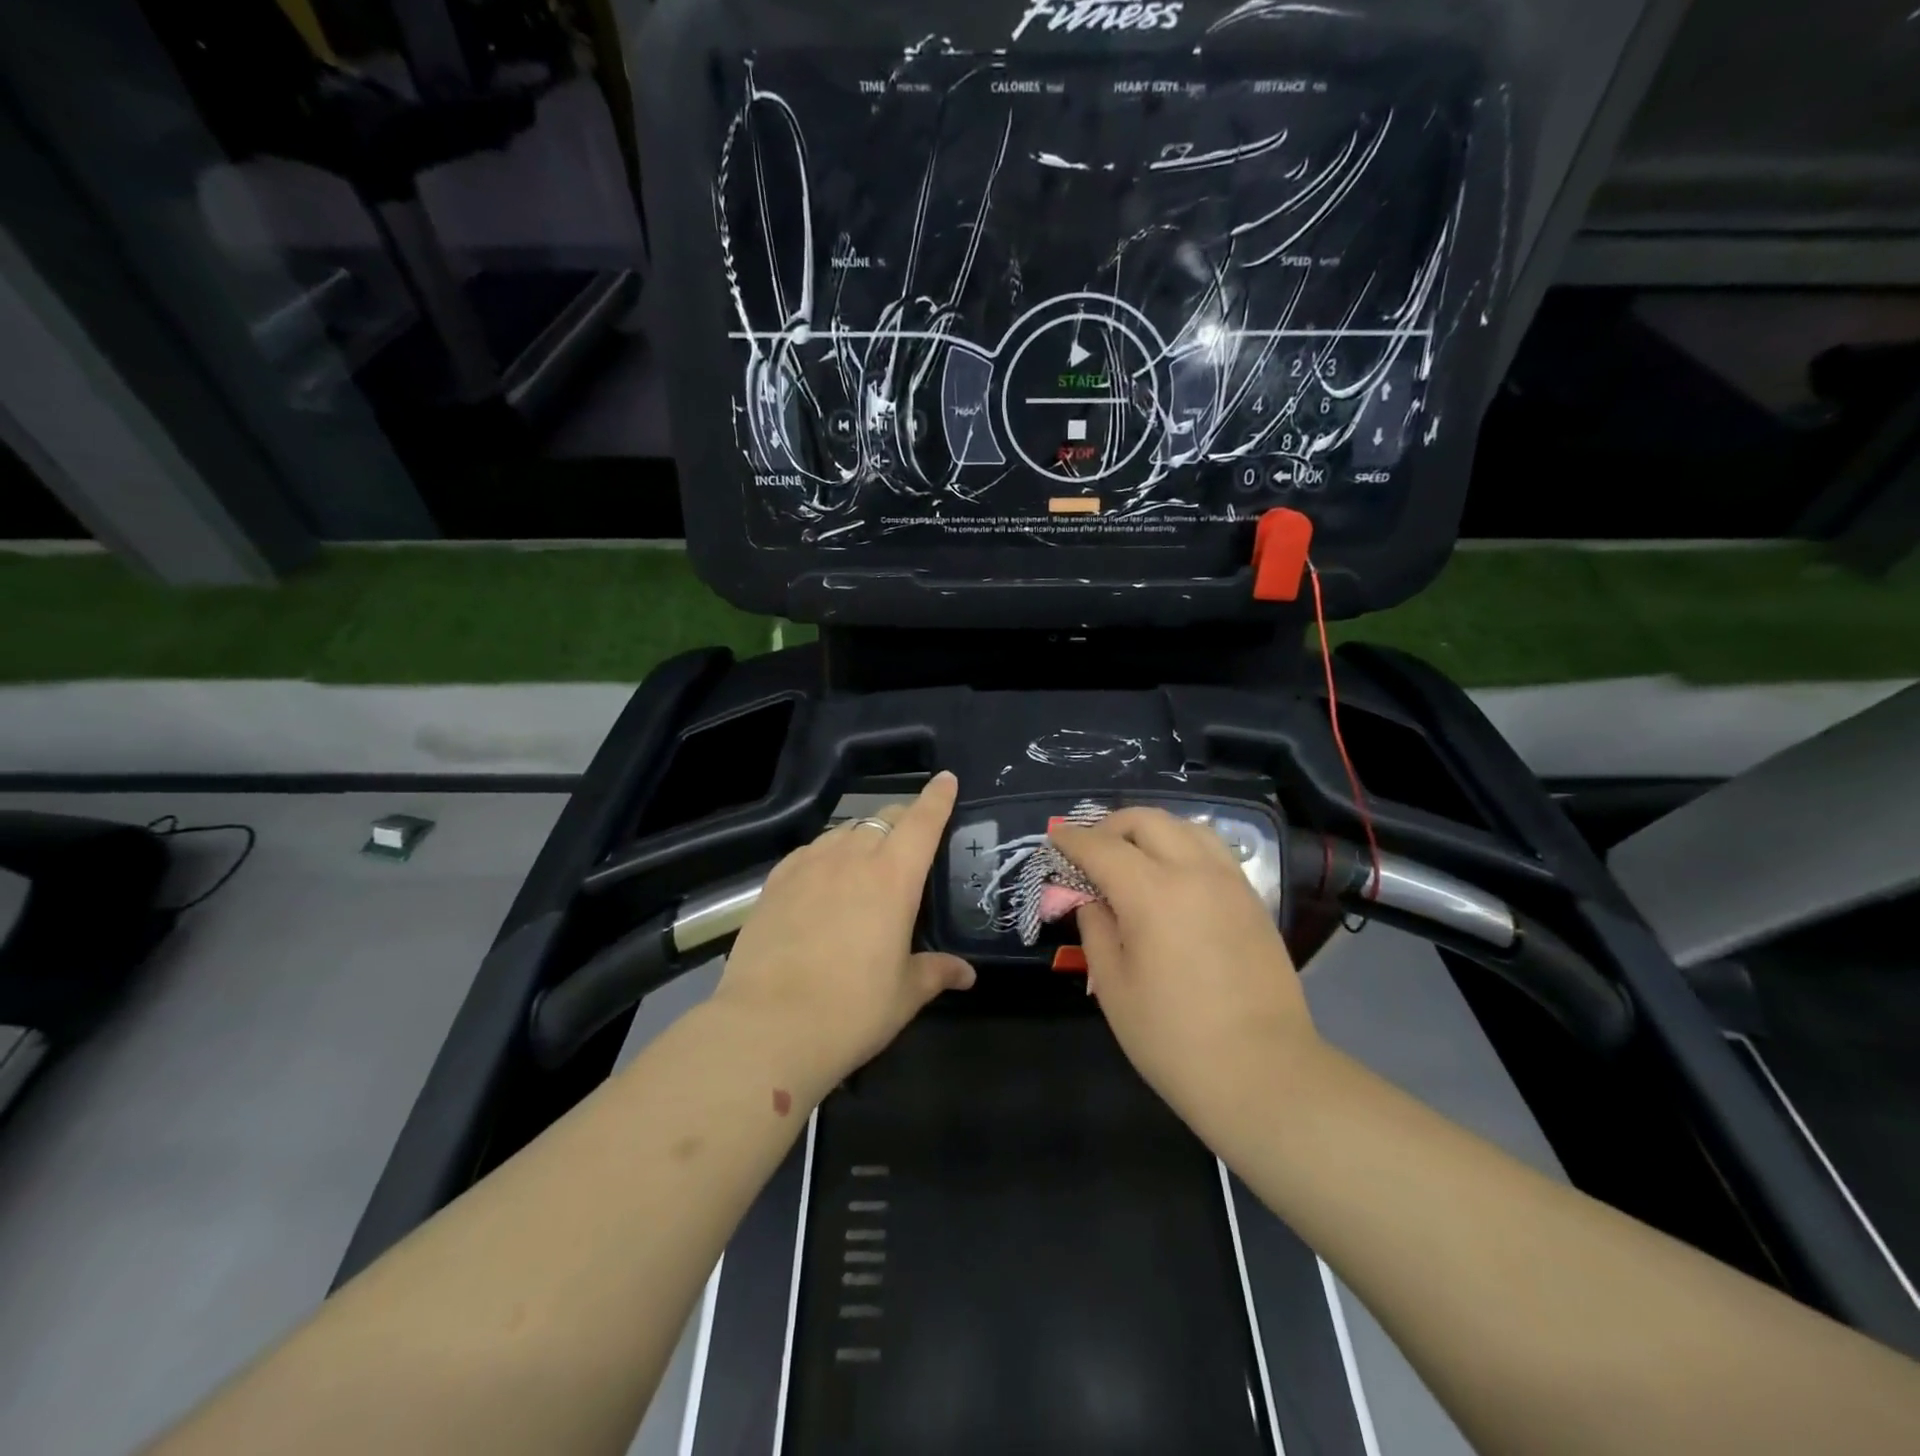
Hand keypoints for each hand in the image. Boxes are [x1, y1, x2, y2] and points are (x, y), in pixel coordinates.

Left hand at [714, 772, 975, 1084]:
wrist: (768, 1027)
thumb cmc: (852, 1010)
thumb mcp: (904, 995)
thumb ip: (936, 972)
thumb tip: (967, 974)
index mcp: (893, 878)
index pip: (922, 822)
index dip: (937, 797)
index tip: (946, 779)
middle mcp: (852, 858)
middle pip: (883, 819)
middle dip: (903, 819)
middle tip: (912, 837)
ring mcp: (808, 866)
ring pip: (844, 831)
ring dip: (864, 836)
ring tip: (868, 859)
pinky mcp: (775, 882)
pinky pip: (810, 851)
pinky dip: (827, 853)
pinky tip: (823, 875)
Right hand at [1051, 808, 1319, 1130]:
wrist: (1264, 1073)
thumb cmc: (1174, 1038)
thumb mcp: (1114, 986)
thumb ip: (1096, 929)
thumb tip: (1091, 900)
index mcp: (1152, 893)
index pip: (1101, 847)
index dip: (1072, 839)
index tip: (1054, 837)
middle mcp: (1194, 872)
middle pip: (1146, 820)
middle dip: (1110, 826)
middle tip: (1091, 850)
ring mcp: (1230, 883)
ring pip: (1186, 827)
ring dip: (1151, 831)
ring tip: (1133, 858)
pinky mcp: (1253, 901)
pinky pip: (1213, 851)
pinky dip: (1183, 847)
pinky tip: (1172, 878)